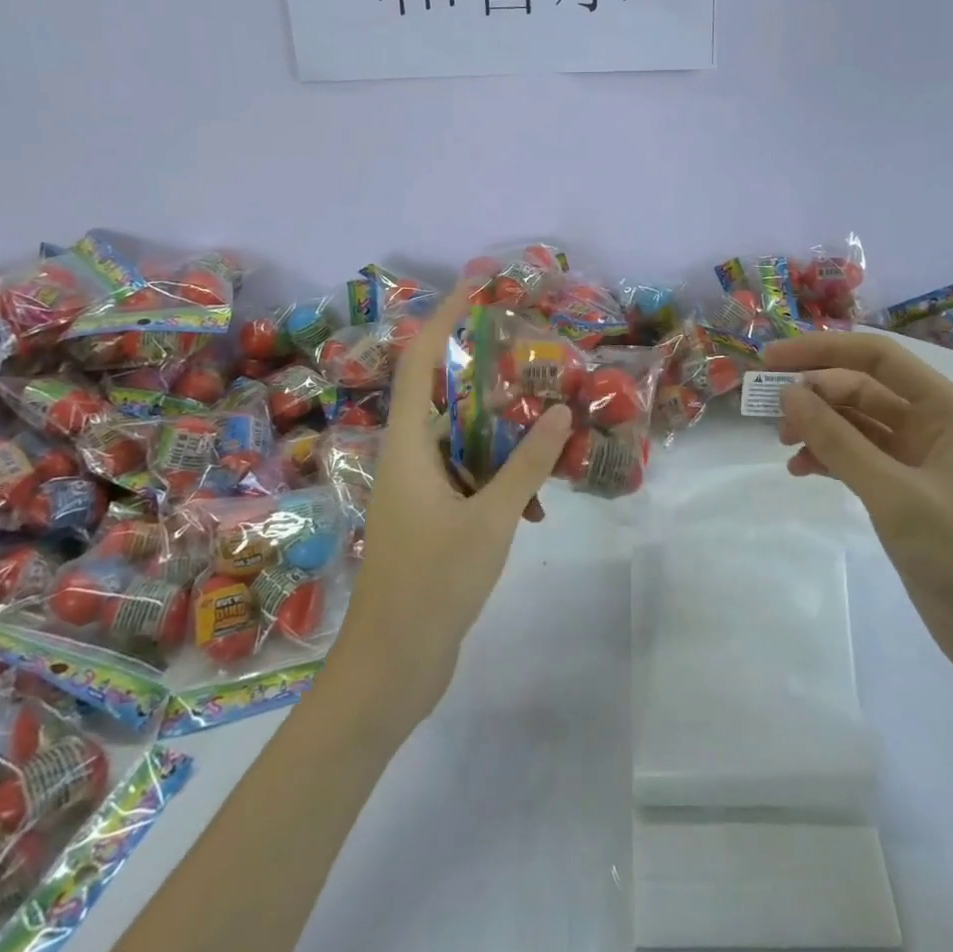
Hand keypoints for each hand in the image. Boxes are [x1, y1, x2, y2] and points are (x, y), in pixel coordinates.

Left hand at [324, 287, 571, 732]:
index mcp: (408, 444)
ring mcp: (418, 488)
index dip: (444, 317)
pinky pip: (469, 474)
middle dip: (483, 367)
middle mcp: (408, 456)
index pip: (420, 361)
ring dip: (500, 426)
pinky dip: (500, 474)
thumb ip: (527, 464)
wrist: (392, 666)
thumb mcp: (491, 518)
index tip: (476, 285)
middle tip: (528, 347)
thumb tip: (560, 410)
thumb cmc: (433, 583)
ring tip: (545, 415)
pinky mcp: (432, 516)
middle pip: (442, 392)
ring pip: (461, 436)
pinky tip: (536, 501)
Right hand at [760, 332, 952, 709]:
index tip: (772, 358)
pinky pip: (862, 460)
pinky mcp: (911, 495)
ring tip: (784, 445)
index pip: (878, 358)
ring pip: (859, 425)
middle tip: (769, 412)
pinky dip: (831, 460)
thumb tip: (788, 393)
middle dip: (816, 394)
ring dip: (820, 428)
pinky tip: (802, 471)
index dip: (822, 350)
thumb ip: (839, 442)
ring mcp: (923, 462)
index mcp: (949, 411)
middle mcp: (937, 426)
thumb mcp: (896, 495)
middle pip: (865, 389)